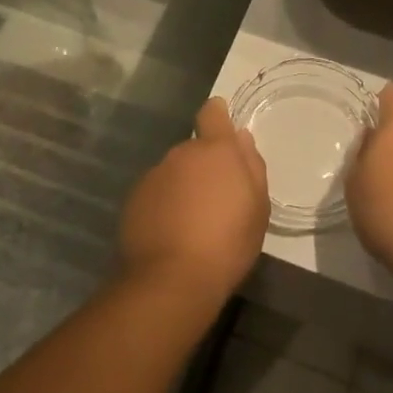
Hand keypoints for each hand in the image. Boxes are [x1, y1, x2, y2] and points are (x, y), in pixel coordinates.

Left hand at [118, 97, 268, 304]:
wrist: (172, 279)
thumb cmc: (228, 242)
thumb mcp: (258, 206)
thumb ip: (251, 166)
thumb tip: (241, 137)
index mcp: (215, 150)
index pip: (212, 113)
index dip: (217, 116)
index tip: (223, 129)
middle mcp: (180, 154)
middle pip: (195, 150)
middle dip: (205, 166)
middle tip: (218, 200)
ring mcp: (153, 176)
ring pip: (174, 173)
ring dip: (184, 187)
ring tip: (194, 222)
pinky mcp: (134, 200)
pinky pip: (156, 194)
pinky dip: (164, 205)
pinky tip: (172, 233)